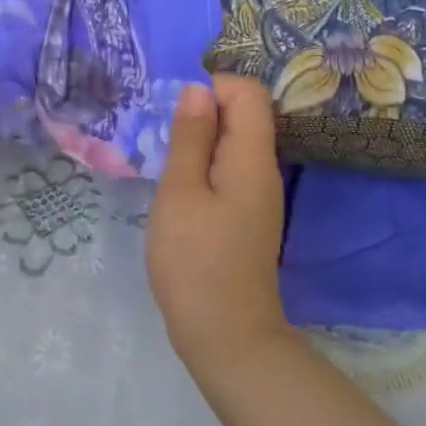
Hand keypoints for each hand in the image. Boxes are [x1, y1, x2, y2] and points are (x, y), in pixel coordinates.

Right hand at [147, 75, 289, 379]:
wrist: (226, 338)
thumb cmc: (195, 261)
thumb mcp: (181, 193)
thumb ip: (190, 137)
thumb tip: (197, 89)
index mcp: (253, 158)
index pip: (248, 92)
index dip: (212, 87)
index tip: (175, 113)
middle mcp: (264, 169)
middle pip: (243, 114)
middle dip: (201, 113)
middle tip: (162, 138)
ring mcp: (258, 194)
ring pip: (233, 142)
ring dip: (198, 140)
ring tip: (164, 161)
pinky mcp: (246, 214)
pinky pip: (229, 168)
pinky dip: (203, 164)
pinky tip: (177, 186)